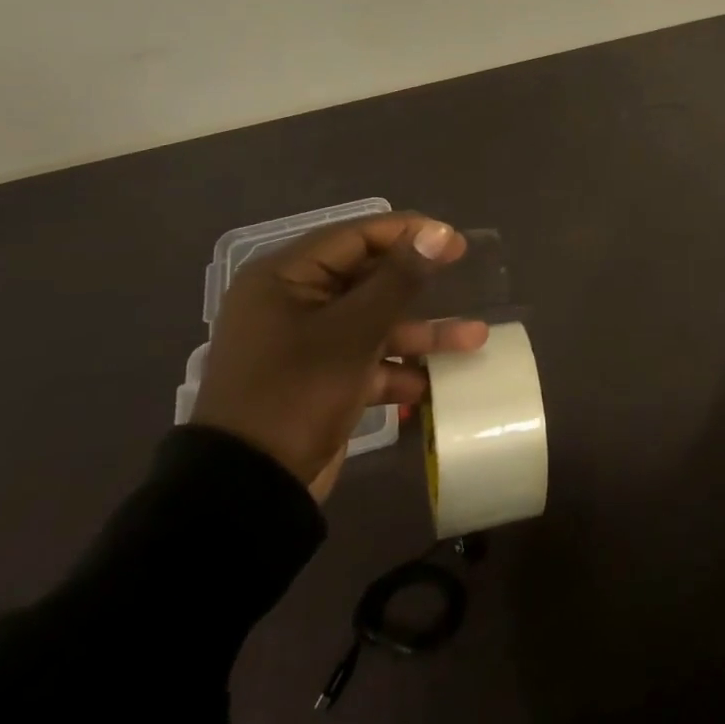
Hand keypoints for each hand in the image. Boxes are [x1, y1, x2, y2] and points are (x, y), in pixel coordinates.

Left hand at [191, 213, 487, 496]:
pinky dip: (398, 368)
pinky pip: (367, 358)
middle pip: (368, 278)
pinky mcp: (320, 378)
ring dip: (420, 332)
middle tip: (465, 277)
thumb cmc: (296, 393)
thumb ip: (399, 279)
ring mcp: (307, 343)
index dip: (409, 234)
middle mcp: (294, 301)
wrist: (249, 492)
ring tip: (475, 338)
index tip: (455, 242)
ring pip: (374, 322)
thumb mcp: (353, 332)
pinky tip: (434, 383)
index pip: (356, 236)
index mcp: (286, 277)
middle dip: (419, 287)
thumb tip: (438, 231)